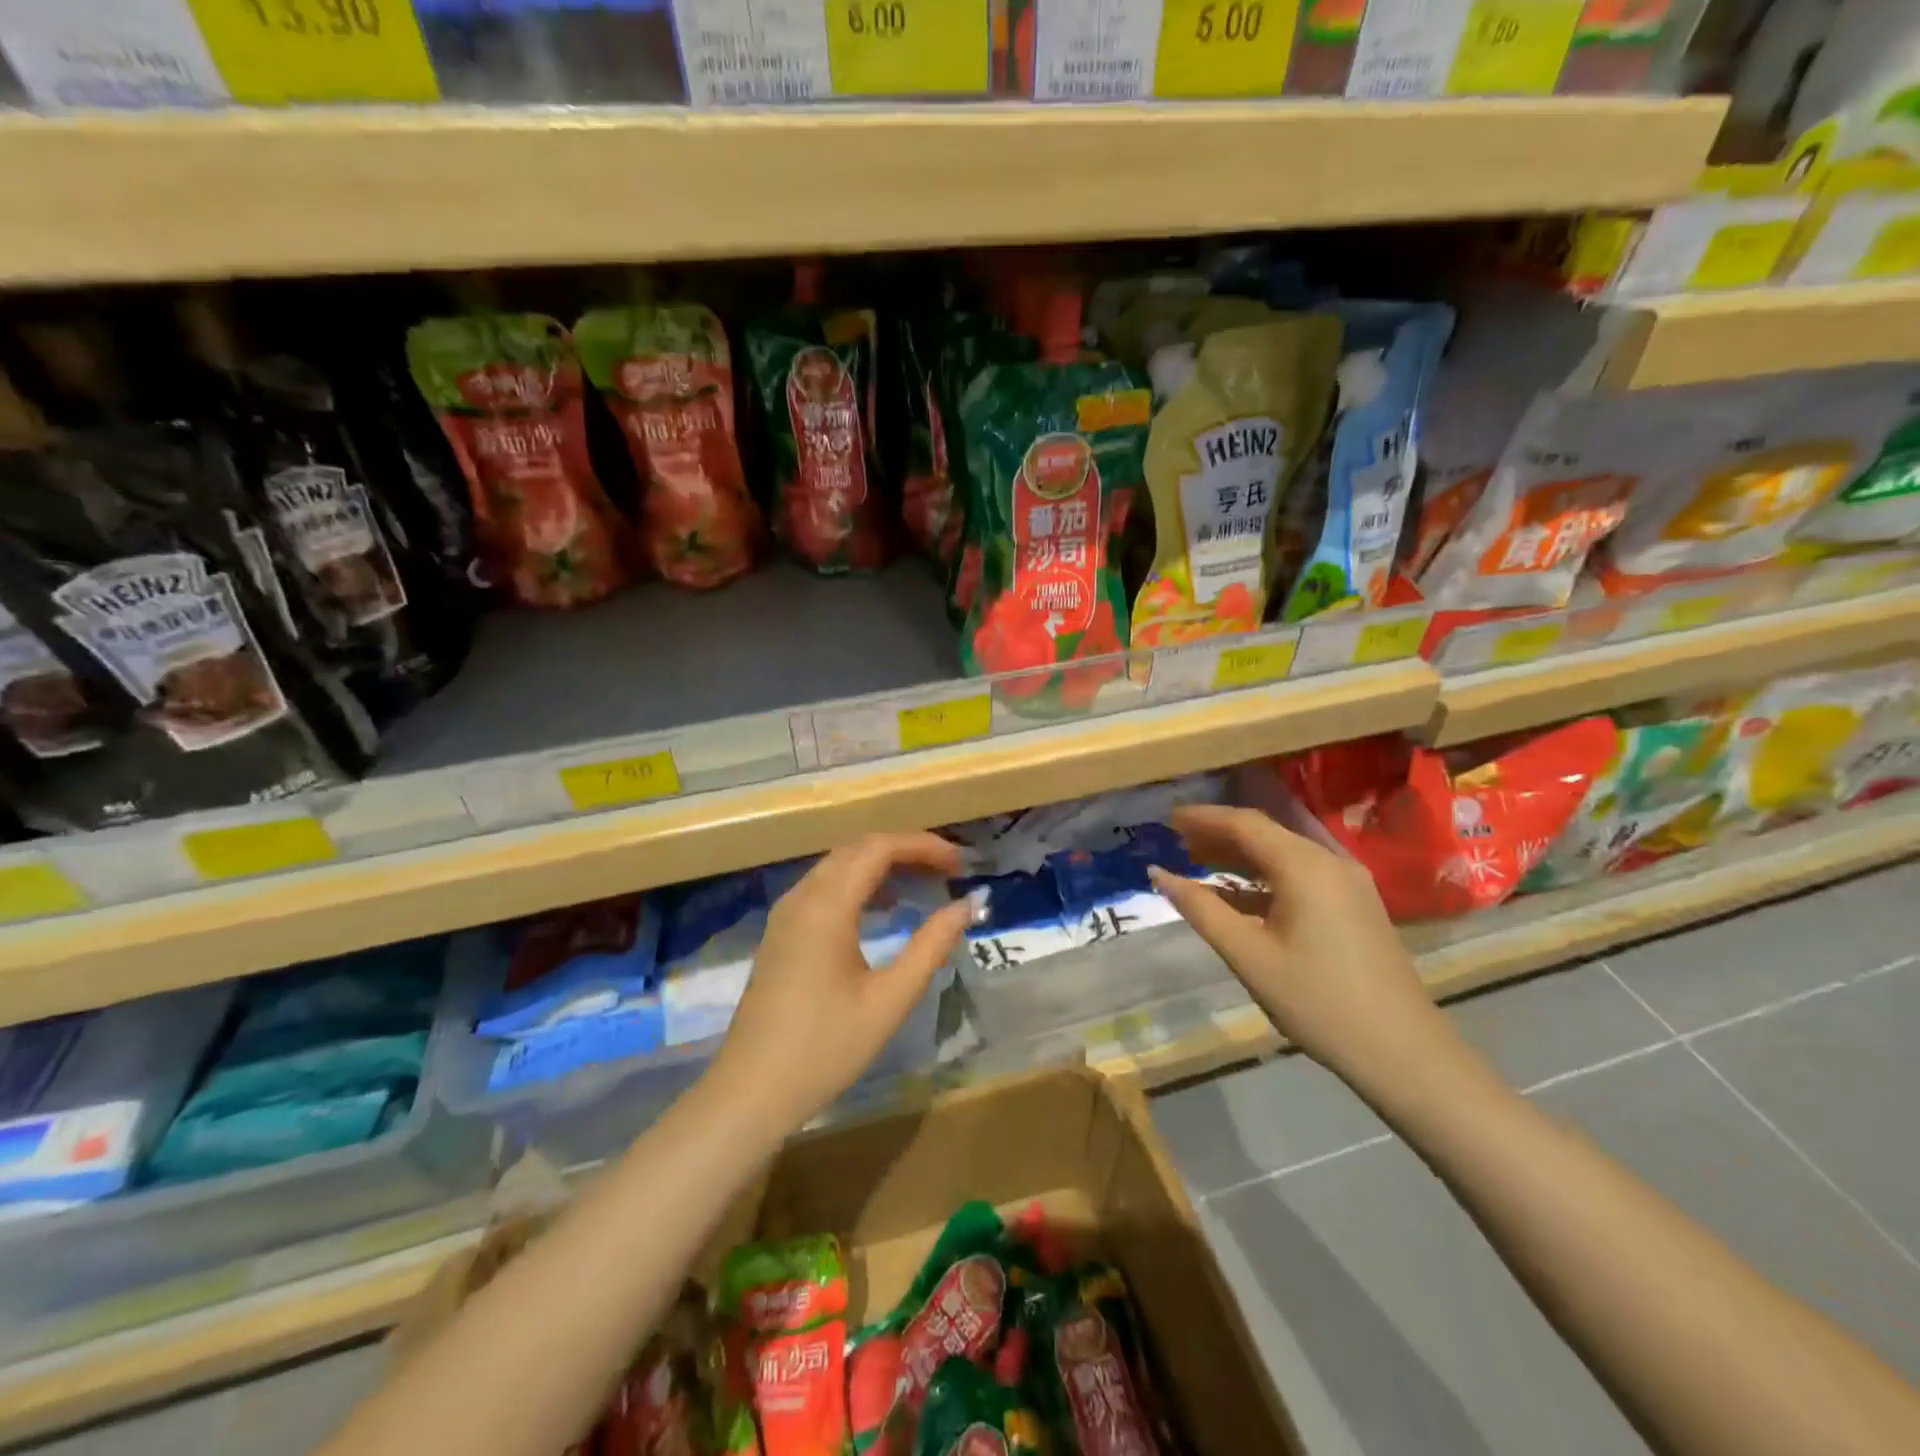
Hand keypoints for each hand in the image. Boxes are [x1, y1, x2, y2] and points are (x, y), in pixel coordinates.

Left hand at [706, 833, 971, 1135]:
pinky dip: (859, 882)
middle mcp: (802, 897)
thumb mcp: (890, 999)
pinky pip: (824, 886)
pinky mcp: (781, 932)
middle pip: (858, 848)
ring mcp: (786, 913)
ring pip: (839, 865)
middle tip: (947, 870)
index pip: (880, 848)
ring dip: (882, 864)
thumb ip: (931, 945)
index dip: (923, 846)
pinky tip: (883, 909)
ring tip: (923, 883)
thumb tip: (966, 905)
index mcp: (827, 906)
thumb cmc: (826, 1048)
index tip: (960, 863)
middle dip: (905, 850)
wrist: (751, 1091)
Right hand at [1148, 805, 1451, 1088]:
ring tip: (1198, 861)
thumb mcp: (1248, 955)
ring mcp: (1348, 883)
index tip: (1167, 818)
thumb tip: (1160, 874)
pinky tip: (1239, 894)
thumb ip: (1201, 908)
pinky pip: (1301, 875)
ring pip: (1283, 853)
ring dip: (1241, 855)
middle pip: (1265, 833)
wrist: (1403, 1052)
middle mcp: (1330, 862)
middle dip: (1219, 833)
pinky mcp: (1356, 904)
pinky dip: (1264, 876)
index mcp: (1305, 867)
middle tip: (1176, 840)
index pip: (1244, 824)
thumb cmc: (1317, 1001)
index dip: (1202, 817)